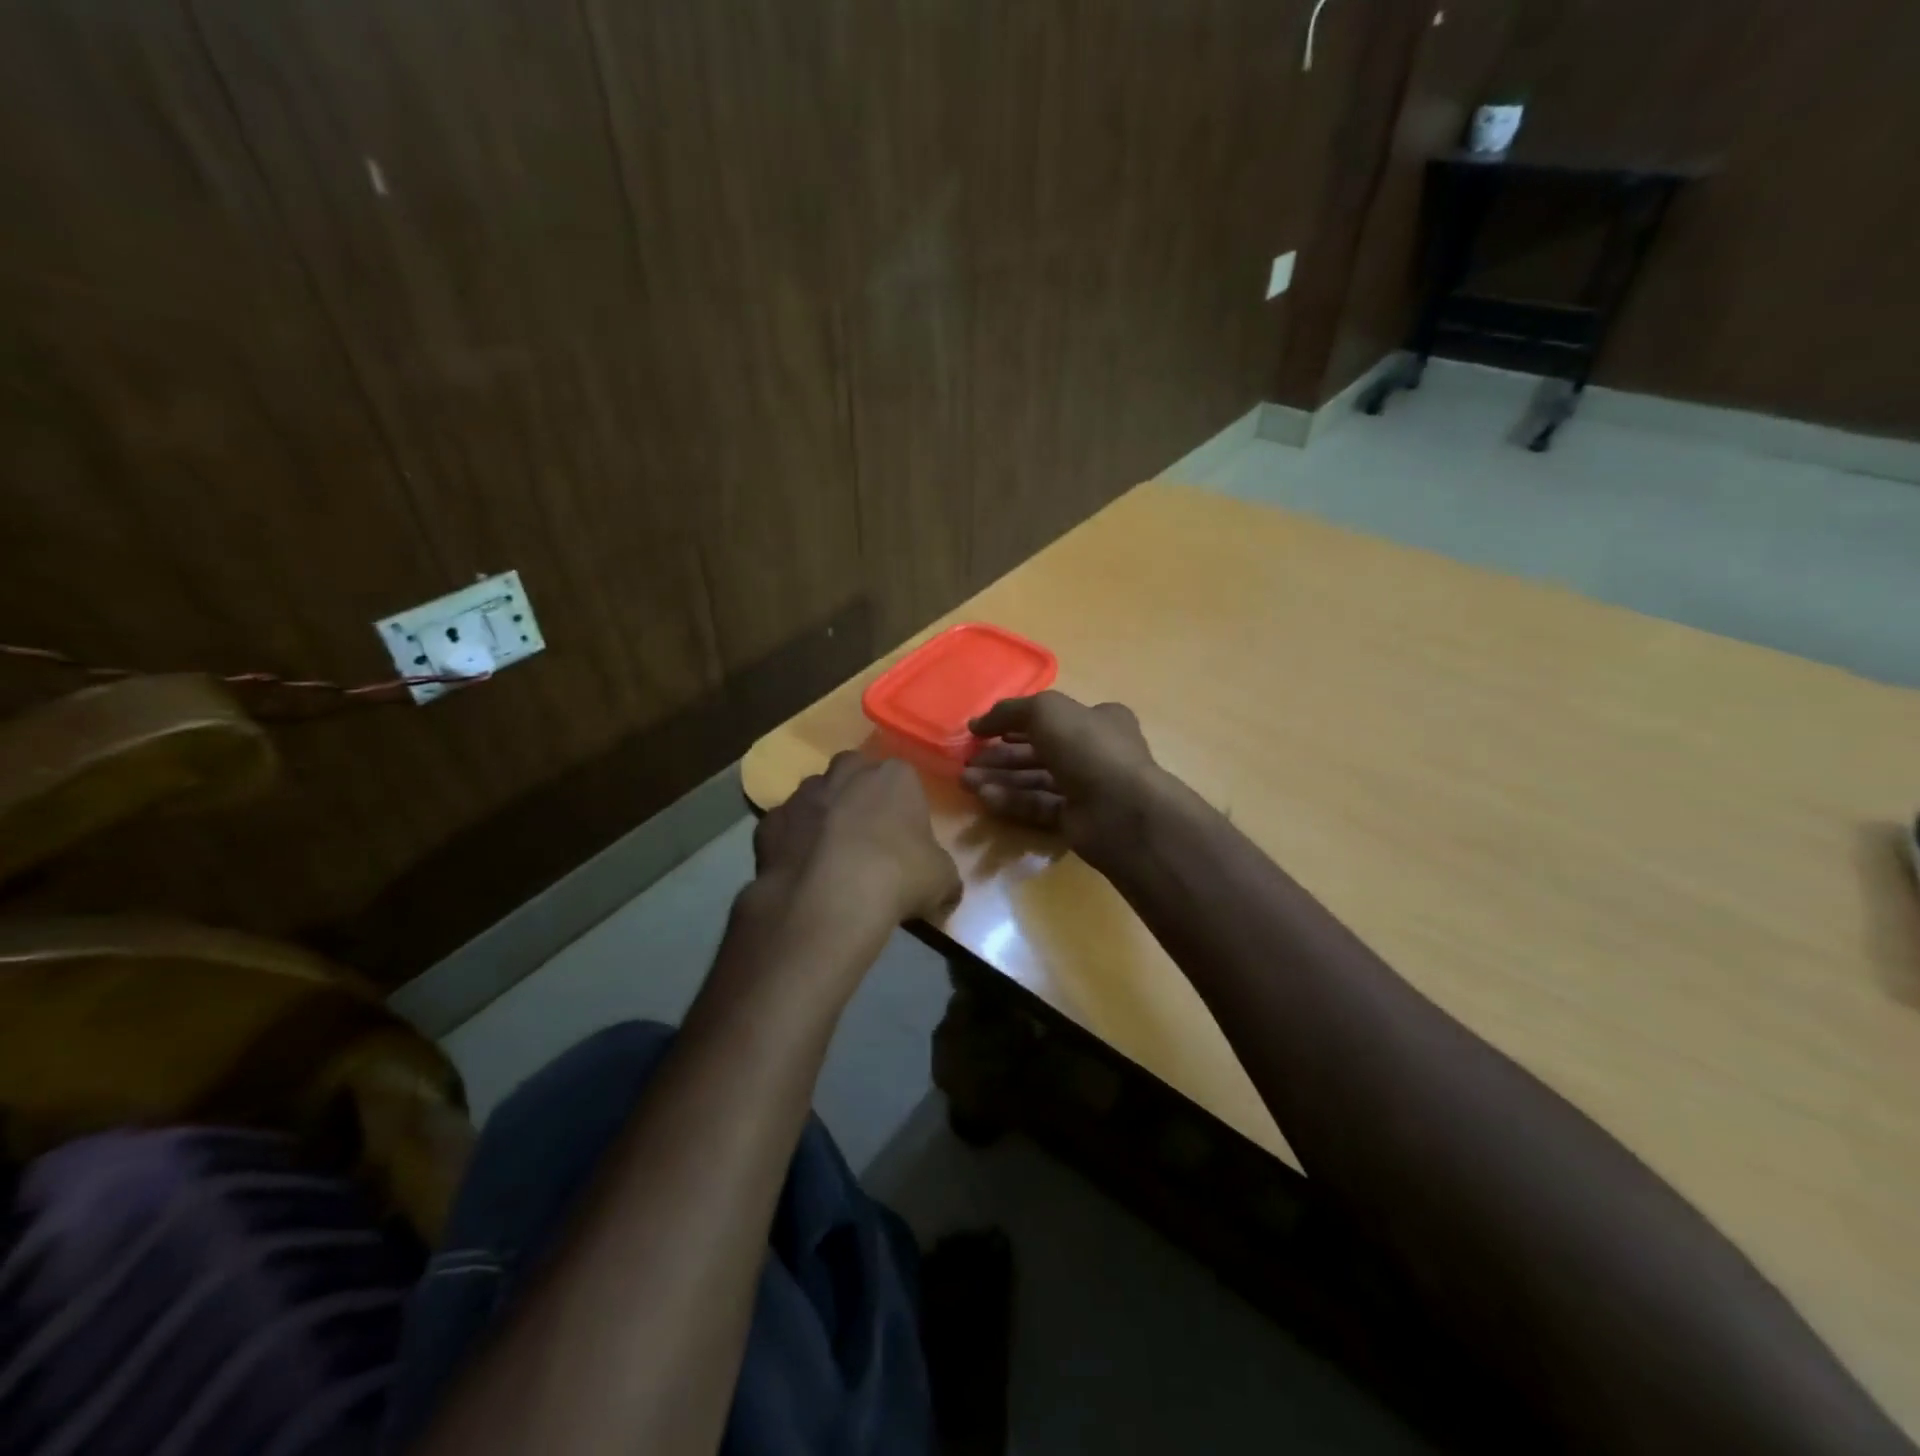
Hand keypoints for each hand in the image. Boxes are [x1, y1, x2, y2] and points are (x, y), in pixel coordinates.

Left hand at [752, 751, 961, 930]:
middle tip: (867, 836)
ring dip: (823, 815)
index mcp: (895, 776)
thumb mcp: (943, 881)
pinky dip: (791, 843)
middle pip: (854, 773)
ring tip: (831, 856)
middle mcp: (846, 773)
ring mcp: (803, 795)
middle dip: (858, 795)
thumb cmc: (898, 877)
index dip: (904, 807)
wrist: (829, 899)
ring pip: (815, 796)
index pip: (904, 778)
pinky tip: (801, 871)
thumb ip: (944, 877)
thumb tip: (944, 893)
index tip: (905, 837)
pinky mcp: (769, 822)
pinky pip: (784, 827)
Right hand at [962, 692, 1158, 860]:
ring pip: (1035, 780)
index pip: (1053, 718)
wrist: (1120, 809)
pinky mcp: (1076, 820)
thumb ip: (1009, 711)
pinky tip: (985, 797)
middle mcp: (1094, 752)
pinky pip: (1038, 806)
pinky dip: (1012, 801)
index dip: (1016, 722)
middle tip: (968, 760)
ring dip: (1000, 778)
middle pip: (1039, 751)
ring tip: (965, 781)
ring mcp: (1087, 789)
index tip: (982, 731)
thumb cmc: (1087, 747)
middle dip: (1001, 754)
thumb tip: (977, 723)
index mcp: (1098, 720)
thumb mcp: (1045, 711)